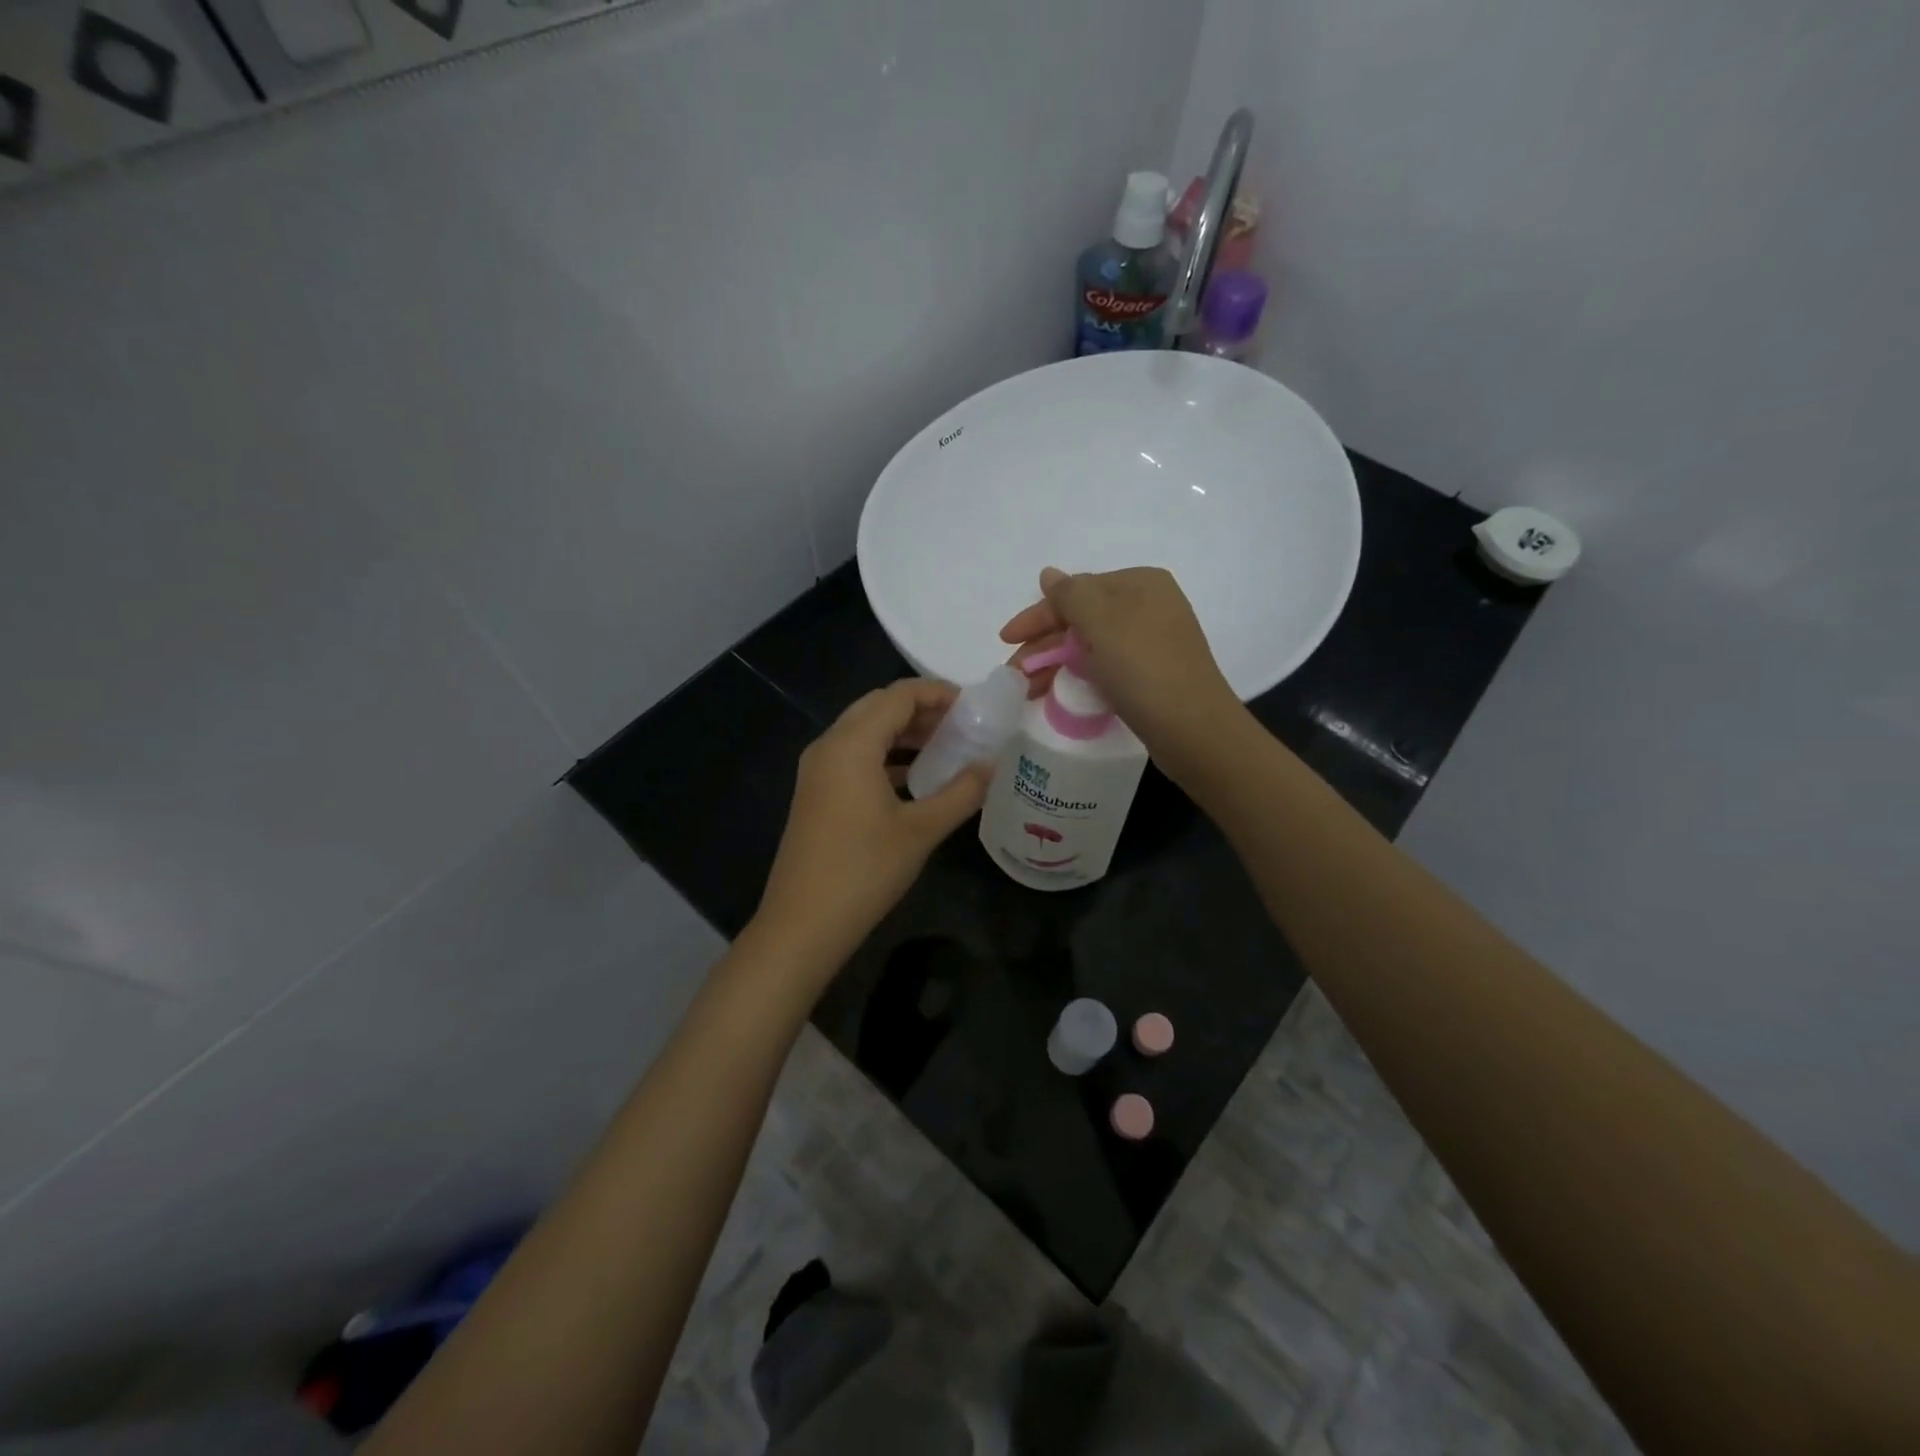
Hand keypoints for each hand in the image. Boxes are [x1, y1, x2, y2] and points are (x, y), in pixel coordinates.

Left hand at [750, 680, 990, 978]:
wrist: (803, 924)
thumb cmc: (864, 871)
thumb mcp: (922, 830)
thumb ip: (962, 791)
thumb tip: (992, 763)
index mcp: (851, 744)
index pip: (899, 695)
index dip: (939, 692)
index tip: (975, 706)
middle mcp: (829, 746)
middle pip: (878, 707)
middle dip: (922, 709)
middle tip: (963, 725)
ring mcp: (817, 770)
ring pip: (865, 732)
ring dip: (904, 733)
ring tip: (947, 748)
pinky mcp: (816, 793)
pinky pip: (854, 757)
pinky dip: (886, 756)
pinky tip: (916, 779)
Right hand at [1000, 566, 1239, 757]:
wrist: (1194, 729)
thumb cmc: (1143, 667)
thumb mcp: (1101, 622)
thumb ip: (1069, 594)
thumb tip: (1049, 574)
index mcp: (1140, 584)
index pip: (1076, 591)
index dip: (1037, 616)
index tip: (1005, 640)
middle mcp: (1149, 606)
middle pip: (1082, 619)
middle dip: (1044, 645)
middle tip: (1014, 674)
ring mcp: (1153, 642)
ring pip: (1091, 646)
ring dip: (1056, 664)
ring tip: (1028, 691)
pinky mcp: (1153, 674)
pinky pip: (1105, 667)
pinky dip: (1079, 676)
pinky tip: (1059, 694)